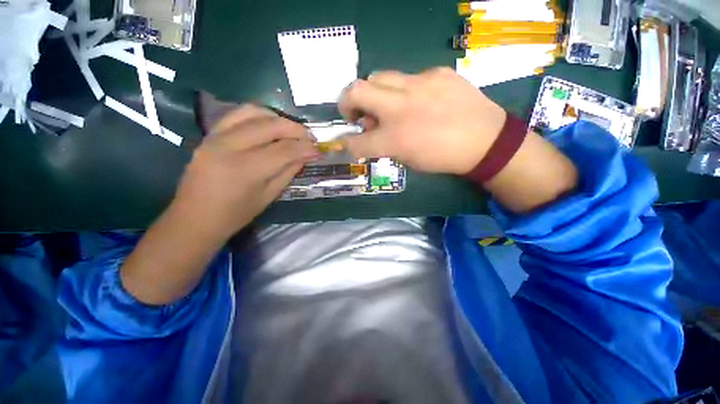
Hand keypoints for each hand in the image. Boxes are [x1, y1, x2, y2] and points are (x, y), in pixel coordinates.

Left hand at [172, 105, 319, 238]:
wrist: (195, 217)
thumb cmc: (236, 214)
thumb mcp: (269, 196)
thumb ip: (288, 171)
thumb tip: (307, 155)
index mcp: (246, 169)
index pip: (285, 150)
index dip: (306, 148)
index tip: (319, 149)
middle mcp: (229, 146)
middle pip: (271, 125)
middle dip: (296, 129)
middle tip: (310, 138)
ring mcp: (216, 136)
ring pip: (253, 112)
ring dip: (278, 118)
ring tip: (291, 130)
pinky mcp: (210, 134)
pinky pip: (237, 114)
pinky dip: (259, 115)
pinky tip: (270, 125)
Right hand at [338, 67, 506, 174]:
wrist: (485, 140)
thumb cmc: (443, 158)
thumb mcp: (408, 159)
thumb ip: (384, 144)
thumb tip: (370, 128)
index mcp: (395, 139)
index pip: (356, 141)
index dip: (346, 143)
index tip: (346, 142)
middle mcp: (401, 108)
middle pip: (355, 91)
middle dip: (347, 102)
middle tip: (356, 113)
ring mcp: (419, 85)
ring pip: (378, 76)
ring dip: (374, 93)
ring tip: (387, 105)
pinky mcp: (436, 73)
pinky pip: (408, 77)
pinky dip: (404, 91)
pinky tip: (419, 101)